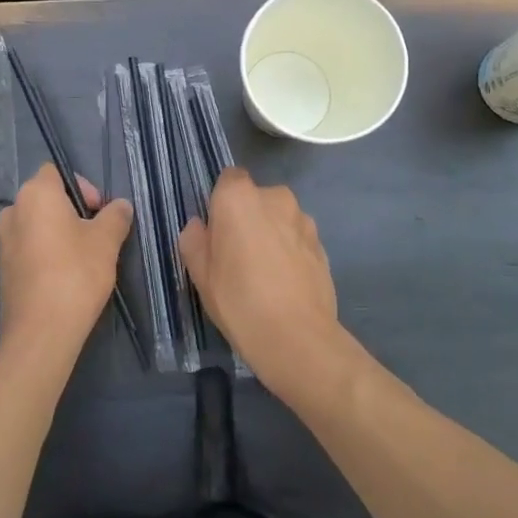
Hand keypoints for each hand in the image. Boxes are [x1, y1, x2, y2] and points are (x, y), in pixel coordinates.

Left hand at [0, 165, 132, 363]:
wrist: (42, 331)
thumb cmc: (76, 273)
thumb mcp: (107, 241)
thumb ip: (116, 216)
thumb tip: (121, 206)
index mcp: (35, 194)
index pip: (56, 172)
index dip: (82, 185)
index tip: (99, 210)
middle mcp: (13, 211)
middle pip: (46, 197)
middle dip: (72, 209)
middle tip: (96, 232)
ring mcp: (4, 241)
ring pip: (36, 224)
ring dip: (58, 231)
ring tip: (83, 255)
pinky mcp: (4, 267)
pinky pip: (28, 246)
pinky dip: (46, 251)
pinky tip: (65, 274)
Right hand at [179, 168, 343, 401]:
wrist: (297, 338)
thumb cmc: (239, 300)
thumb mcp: (200, 274)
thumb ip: (194, 240)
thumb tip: (200, 226)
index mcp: (239, 197)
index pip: (228, 179)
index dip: (221, 202)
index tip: (216, 231)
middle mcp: (275, 198)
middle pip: (255, 198)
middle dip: (247, 218)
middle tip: (237, 256)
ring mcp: (304, 220)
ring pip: (279, 219)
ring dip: (271, 234)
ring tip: (265, 274)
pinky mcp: (323, 245)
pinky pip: (297, 239)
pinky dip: (290, 252)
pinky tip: (285, 284)